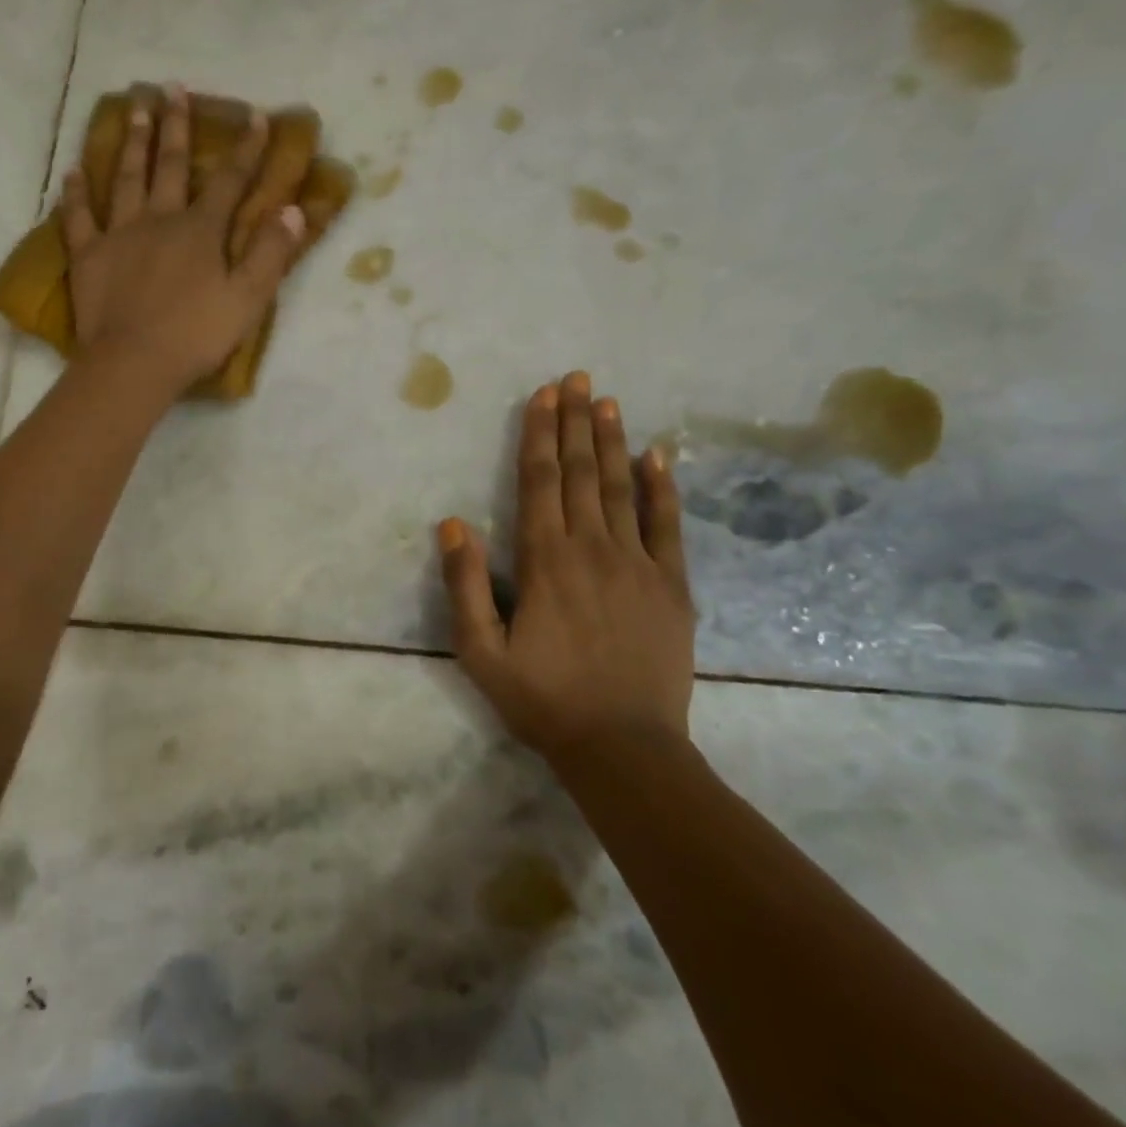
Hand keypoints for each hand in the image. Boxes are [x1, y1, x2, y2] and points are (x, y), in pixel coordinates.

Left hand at [63, 85, 305, 396]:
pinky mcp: (88, 256)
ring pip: (126, 179)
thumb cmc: (195, 335)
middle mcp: (159, 220)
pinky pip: (78, 218)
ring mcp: (119, 235)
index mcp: (200, 231)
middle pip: (169, 166)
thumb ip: (271, 253)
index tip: (256, 116)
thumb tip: (293, 210)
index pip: (229, 181)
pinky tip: (73, 171)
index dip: (246, 149)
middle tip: (173, 87)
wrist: (133, 363)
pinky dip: (75, 193)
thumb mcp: (247, 299)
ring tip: (134, 107)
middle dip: (176, 126)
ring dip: (133, 142)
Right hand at [438, 373, 695, 760]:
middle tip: (577, 379)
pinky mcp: (672, 585)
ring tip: (608, 401)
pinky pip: (667, 525)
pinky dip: (661, 487)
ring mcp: (639, 564)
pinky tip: (657, 457)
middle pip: (580, 473)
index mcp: (545, 561)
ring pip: (621, 488)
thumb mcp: (481, 652)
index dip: (540, 435)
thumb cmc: (543, 699)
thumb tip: (453, 523)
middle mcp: (592, 548)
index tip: (543, 395)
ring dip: (612, 441)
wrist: (624, 748)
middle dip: (576, 423)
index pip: (539, 482)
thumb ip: (465, 585)